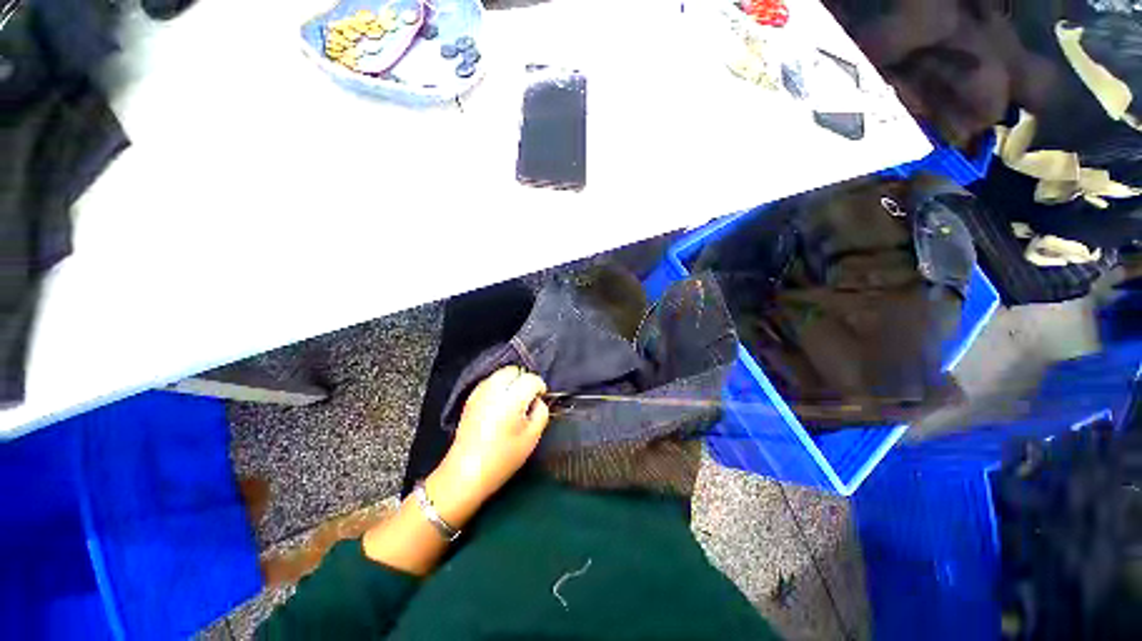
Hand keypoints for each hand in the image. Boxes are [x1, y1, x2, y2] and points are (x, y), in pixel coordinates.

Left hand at [427, 366, 549, 524]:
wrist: (466, 473)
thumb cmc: (503, 457)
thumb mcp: (532, 437)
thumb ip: (541, 412)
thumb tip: (537, 401)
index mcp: (512, 397)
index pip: (531, 379)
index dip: (540, 387)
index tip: (540, 399)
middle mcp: (494, 389)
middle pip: (514, 370)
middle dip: (524, 380)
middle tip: (527, 399)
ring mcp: (479, 392)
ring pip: (500, 374)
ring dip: (511, 382)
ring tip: (514, 401)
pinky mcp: (470, 398)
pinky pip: (489, 383)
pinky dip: (498, 387)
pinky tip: (499, 405)